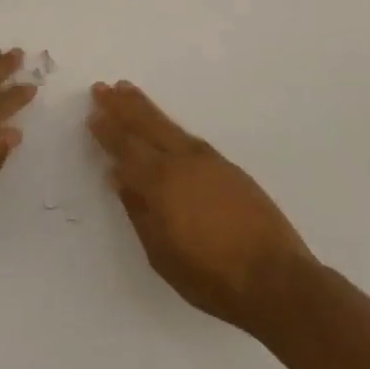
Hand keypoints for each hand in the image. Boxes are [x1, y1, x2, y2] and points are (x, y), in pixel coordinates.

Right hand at [89, 81, 313, 333]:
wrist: (276, 279)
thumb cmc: (211, 277)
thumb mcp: (162, 254)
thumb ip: (138, 211)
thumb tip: (118, 176)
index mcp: (160, 183)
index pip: (126, 148)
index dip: (108, 130)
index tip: (93, 113)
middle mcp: (182, 162)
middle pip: (145, 126)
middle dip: (121, 107)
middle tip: (103, 88)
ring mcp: (208, 162)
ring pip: (168, 126)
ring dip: (144, 108)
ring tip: (127, 90)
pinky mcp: (228, 168)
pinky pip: (189, 137)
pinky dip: (169, 125)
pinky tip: (164, 126)